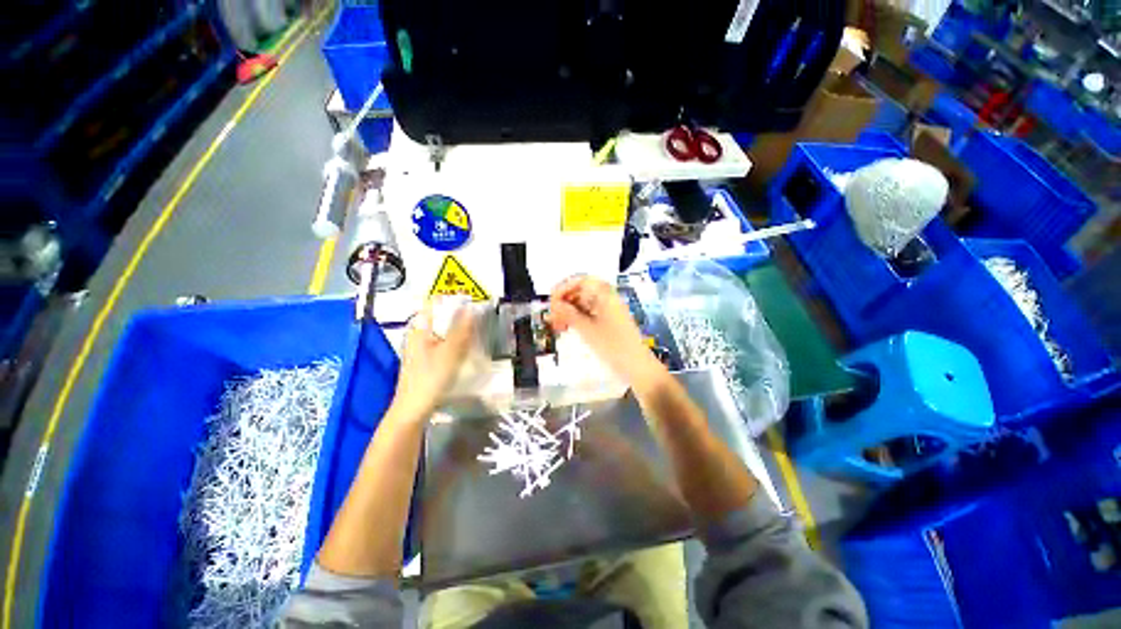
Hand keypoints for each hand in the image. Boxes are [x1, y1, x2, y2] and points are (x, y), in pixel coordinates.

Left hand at [392, 302, 474, 418]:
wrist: (414, 409)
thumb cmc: (430, 378)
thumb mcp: (450, 352)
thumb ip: (461, 329)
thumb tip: (471, 308)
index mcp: (420, 329)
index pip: (435, 303)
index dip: (452, 299)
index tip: (472, 301)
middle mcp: (418, 334)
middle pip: (439, 317)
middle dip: (458, 314)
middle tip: (478, 317)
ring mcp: (421, 348)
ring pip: (442, 330)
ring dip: (458, 328)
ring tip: (475, 330)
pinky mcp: (426, 359)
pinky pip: (442, 342)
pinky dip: (454, 341)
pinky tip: (465, 348)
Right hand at [548, 276, 663, 386]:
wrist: (637, 366)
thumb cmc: (613, 345)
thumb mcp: (587, 329)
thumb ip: (568, 314)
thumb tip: (554, 304)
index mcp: (605, 294)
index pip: (581, 280)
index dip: (563, 288)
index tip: (551, 301)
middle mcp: (607, 297)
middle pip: (581, 291)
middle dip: (564, 301)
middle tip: (552, 317)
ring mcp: (608, 309)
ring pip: (583, 304)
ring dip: (568, 311)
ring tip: (557, 325)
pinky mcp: (608, 321)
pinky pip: (589, 313)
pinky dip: (577, 318)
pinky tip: (567, 328)